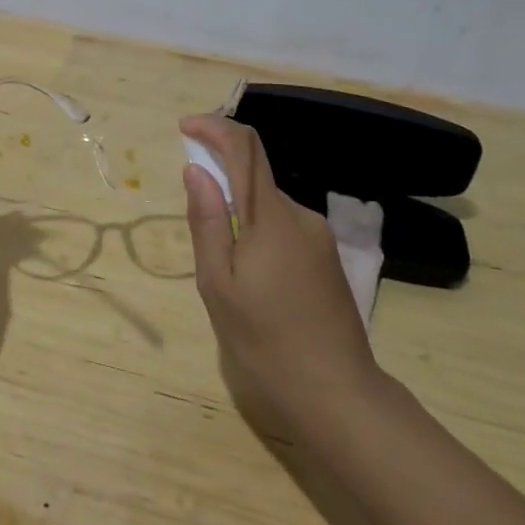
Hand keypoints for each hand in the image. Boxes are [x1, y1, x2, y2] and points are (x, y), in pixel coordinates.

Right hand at [180, 114, 381, 436]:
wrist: (339, 397)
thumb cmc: (266, 342)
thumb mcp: (218, 285)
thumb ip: (206, 221)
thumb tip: (196, 170)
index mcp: (272, 216)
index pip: (245, 147)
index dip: (214, 127)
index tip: (185, 127)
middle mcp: (300, 216)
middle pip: (256, 175)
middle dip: (220, 181)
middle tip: (197, 229)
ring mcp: (318, 238)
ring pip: (268, 206)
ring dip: (239, 214)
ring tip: (226, 273)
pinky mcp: (327, 260)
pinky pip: (284, 228)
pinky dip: (258, 233)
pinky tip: (253, 282)